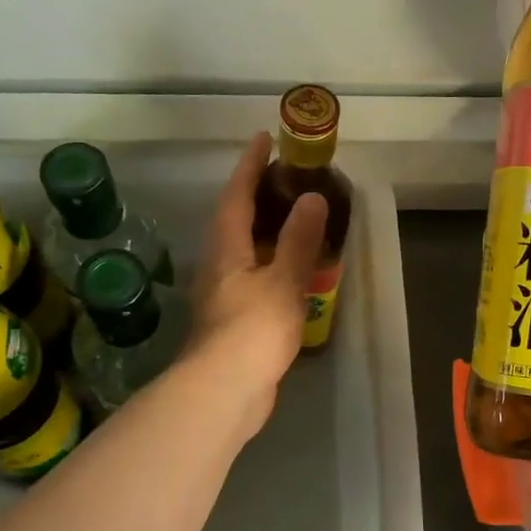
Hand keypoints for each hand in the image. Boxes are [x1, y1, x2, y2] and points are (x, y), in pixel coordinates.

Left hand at [182, 133, 327, 431]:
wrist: (224, 392)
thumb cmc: (252, 330)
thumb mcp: (283, 281)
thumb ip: (299, 241)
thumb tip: (311, 197)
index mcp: (226, 249)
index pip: (237, 195)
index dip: (249, 165)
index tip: (263, 138)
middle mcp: (219, 265)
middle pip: (235, 220)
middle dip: (256, 195)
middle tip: (286, 178)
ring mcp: (224, 295)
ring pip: (244, 250)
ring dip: (266, 231)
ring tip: (296, 220)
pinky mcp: (234, 321)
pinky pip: (255, 278)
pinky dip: (273, 264)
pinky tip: (292, 273)